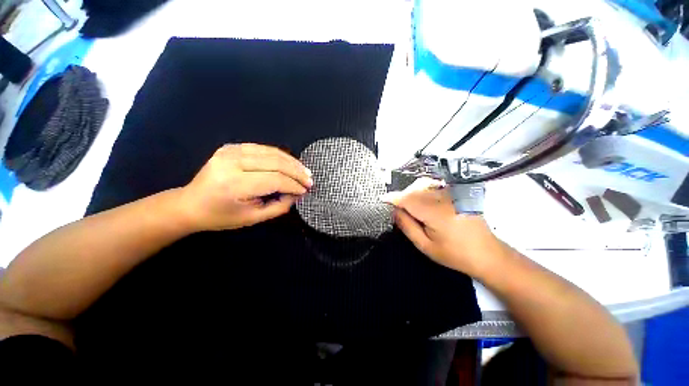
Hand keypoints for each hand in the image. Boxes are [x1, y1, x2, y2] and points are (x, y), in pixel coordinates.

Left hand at [179, 143, 312, 230]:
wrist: (190, 204)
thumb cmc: (221, 216)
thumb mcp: (253, 218)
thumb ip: (279, 206)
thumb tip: (297, 193)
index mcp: (234, 184)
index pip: (275, 180)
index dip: (294, 185)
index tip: (306, 190)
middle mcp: (231, 163)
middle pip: (275, 162)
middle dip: (296, 171)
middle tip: (310, 179)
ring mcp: (230, 151)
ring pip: (271, 152)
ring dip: (291, 162)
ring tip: (304, 171)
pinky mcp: (231, 147)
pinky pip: (262, 148)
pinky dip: (279, 155)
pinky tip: (289, 163)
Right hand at [381, 178, 501, 276]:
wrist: (487, 253)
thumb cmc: (455, 254)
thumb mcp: (426, 246)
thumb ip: (407, 226)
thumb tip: (395, 211)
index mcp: (435, 213)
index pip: (408, 199)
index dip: (393, 198)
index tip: (382, 199)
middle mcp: (443, 199)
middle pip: (414, 190)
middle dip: (401, 196)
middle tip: (396, 209)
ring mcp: (452, 195)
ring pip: (423, 186)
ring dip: (410, 193)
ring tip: (408, 206)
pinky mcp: (456, 194)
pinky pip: (433, 186)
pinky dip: (421, 190)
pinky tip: (421, 200)